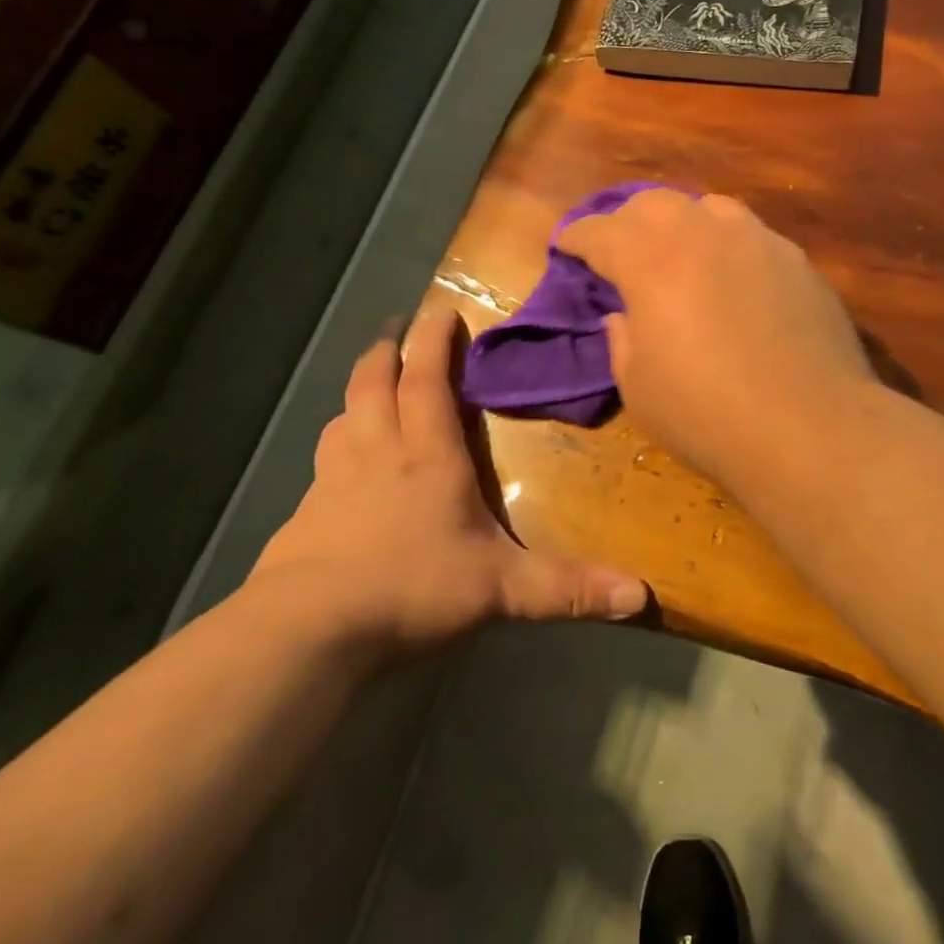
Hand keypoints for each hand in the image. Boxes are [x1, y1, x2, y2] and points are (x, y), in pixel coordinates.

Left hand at [247, 307, 649, 662]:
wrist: (308, 633)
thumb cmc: (412, 589)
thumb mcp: (501, 589)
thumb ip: (568, 588)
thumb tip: (641, 595)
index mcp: (427, 456)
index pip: (427, 381)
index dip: (432, 342)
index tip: (438, 309)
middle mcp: (377, 455)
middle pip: (374, 385)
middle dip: (387, 351)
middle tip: (396, 328)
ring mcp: (332, 485)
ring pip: (342, 420)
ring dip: (357, 395)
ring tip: (367, 386)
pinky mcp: (303, 518)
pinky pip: (321, 467)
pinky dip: (334, 450)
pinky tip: (336, 470)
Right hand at [557, 190, 875, 486]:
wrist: (809, 426)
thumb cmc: (707, 413)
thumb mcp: (638, 386)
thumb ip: (623, 339)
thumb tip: (624, 315)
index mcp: (651, 259)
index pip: (600, 232)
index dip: (576, 238)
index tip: (566, 246)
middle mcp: (704, 233)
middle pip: (654, 203)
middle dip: (628, 221)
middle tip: (622, 250)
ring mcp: (758, 241)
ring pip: (710, 208)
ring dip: (684, 224)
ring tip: (682, 254)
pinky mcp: (798, 261)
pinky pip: (753, 236)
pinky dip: (729, 247)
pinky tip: (735, 279)